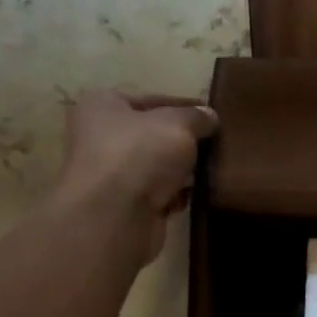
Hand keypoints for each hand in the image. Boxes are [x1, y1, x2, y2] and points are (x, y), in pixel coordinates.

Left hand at [56, 90, 218, 260]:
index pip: (151, 100)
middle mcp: (100, 137)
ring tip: (210, 172)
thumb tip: (209, 116)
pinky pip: (157, 195)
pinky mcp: (123, 206)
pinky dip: (175, 195)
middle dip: (184, 143)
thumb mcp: (178, 124)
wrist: (115, 216)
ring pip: (157, 167)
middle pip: (153, 135)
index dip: (184, 106)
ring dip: (183, 172)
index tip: (212, 118)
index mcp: (102, 105)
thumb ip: (196, 117)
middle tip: (216, 147)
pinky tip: (194, 196)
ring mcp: (111, 174)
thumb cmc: (139, 154)